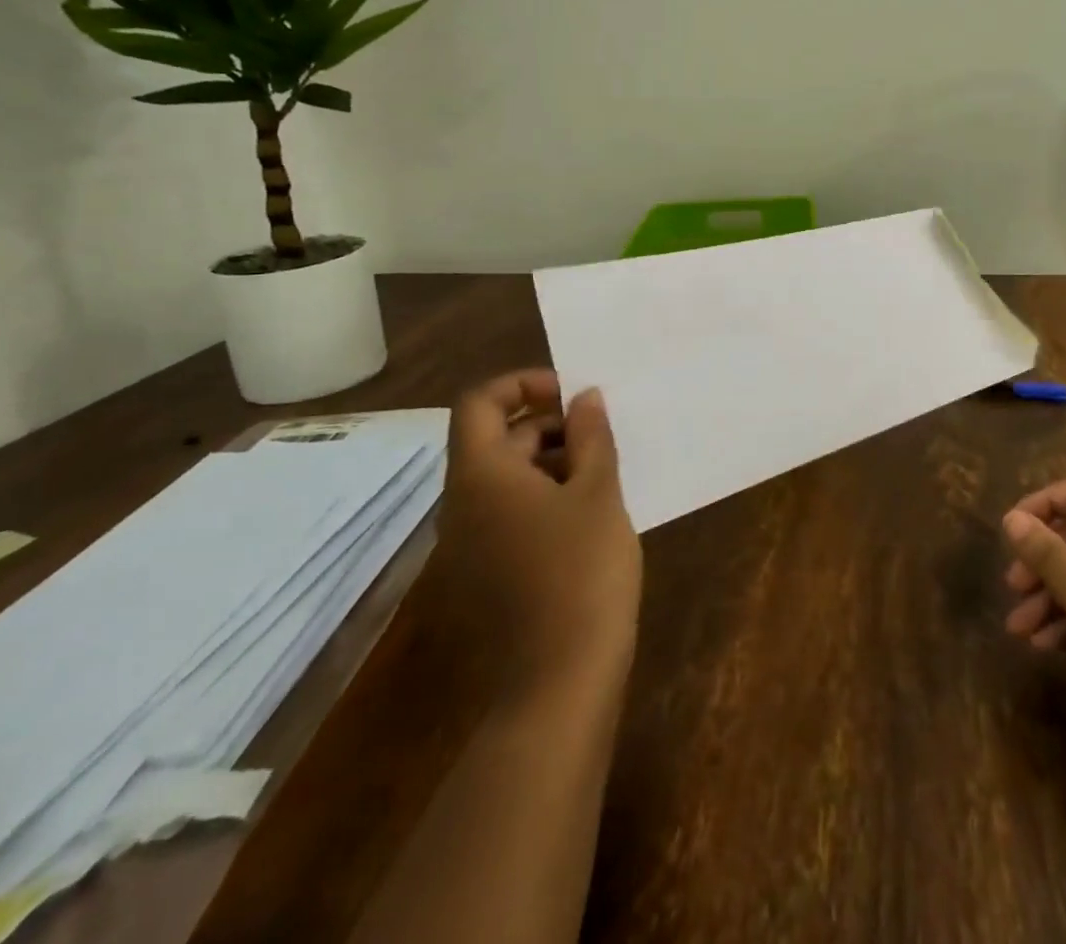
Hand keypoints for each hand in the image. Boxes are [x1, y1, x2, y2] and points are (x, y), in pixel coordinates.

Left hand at [437, 370, 641, 698]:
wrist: (559, 681)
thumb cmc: (582, 570)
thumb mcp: (598, 492)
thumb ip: (591, 436)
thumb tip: (584, 397)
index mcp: (481, 475)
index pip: (480, 402)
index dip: (523, 384)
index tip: (572, 394)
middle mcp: (461, 504)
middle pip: (496, 440)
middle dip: (549, 425)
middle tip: (602, 436)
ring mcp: (468, 544)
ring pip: (505, 479)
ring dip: (551, 462)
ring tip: (604, 474)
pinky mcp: (484, 575)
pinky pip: (508, 514)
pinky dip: (544, 498)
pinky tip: (589, 515)